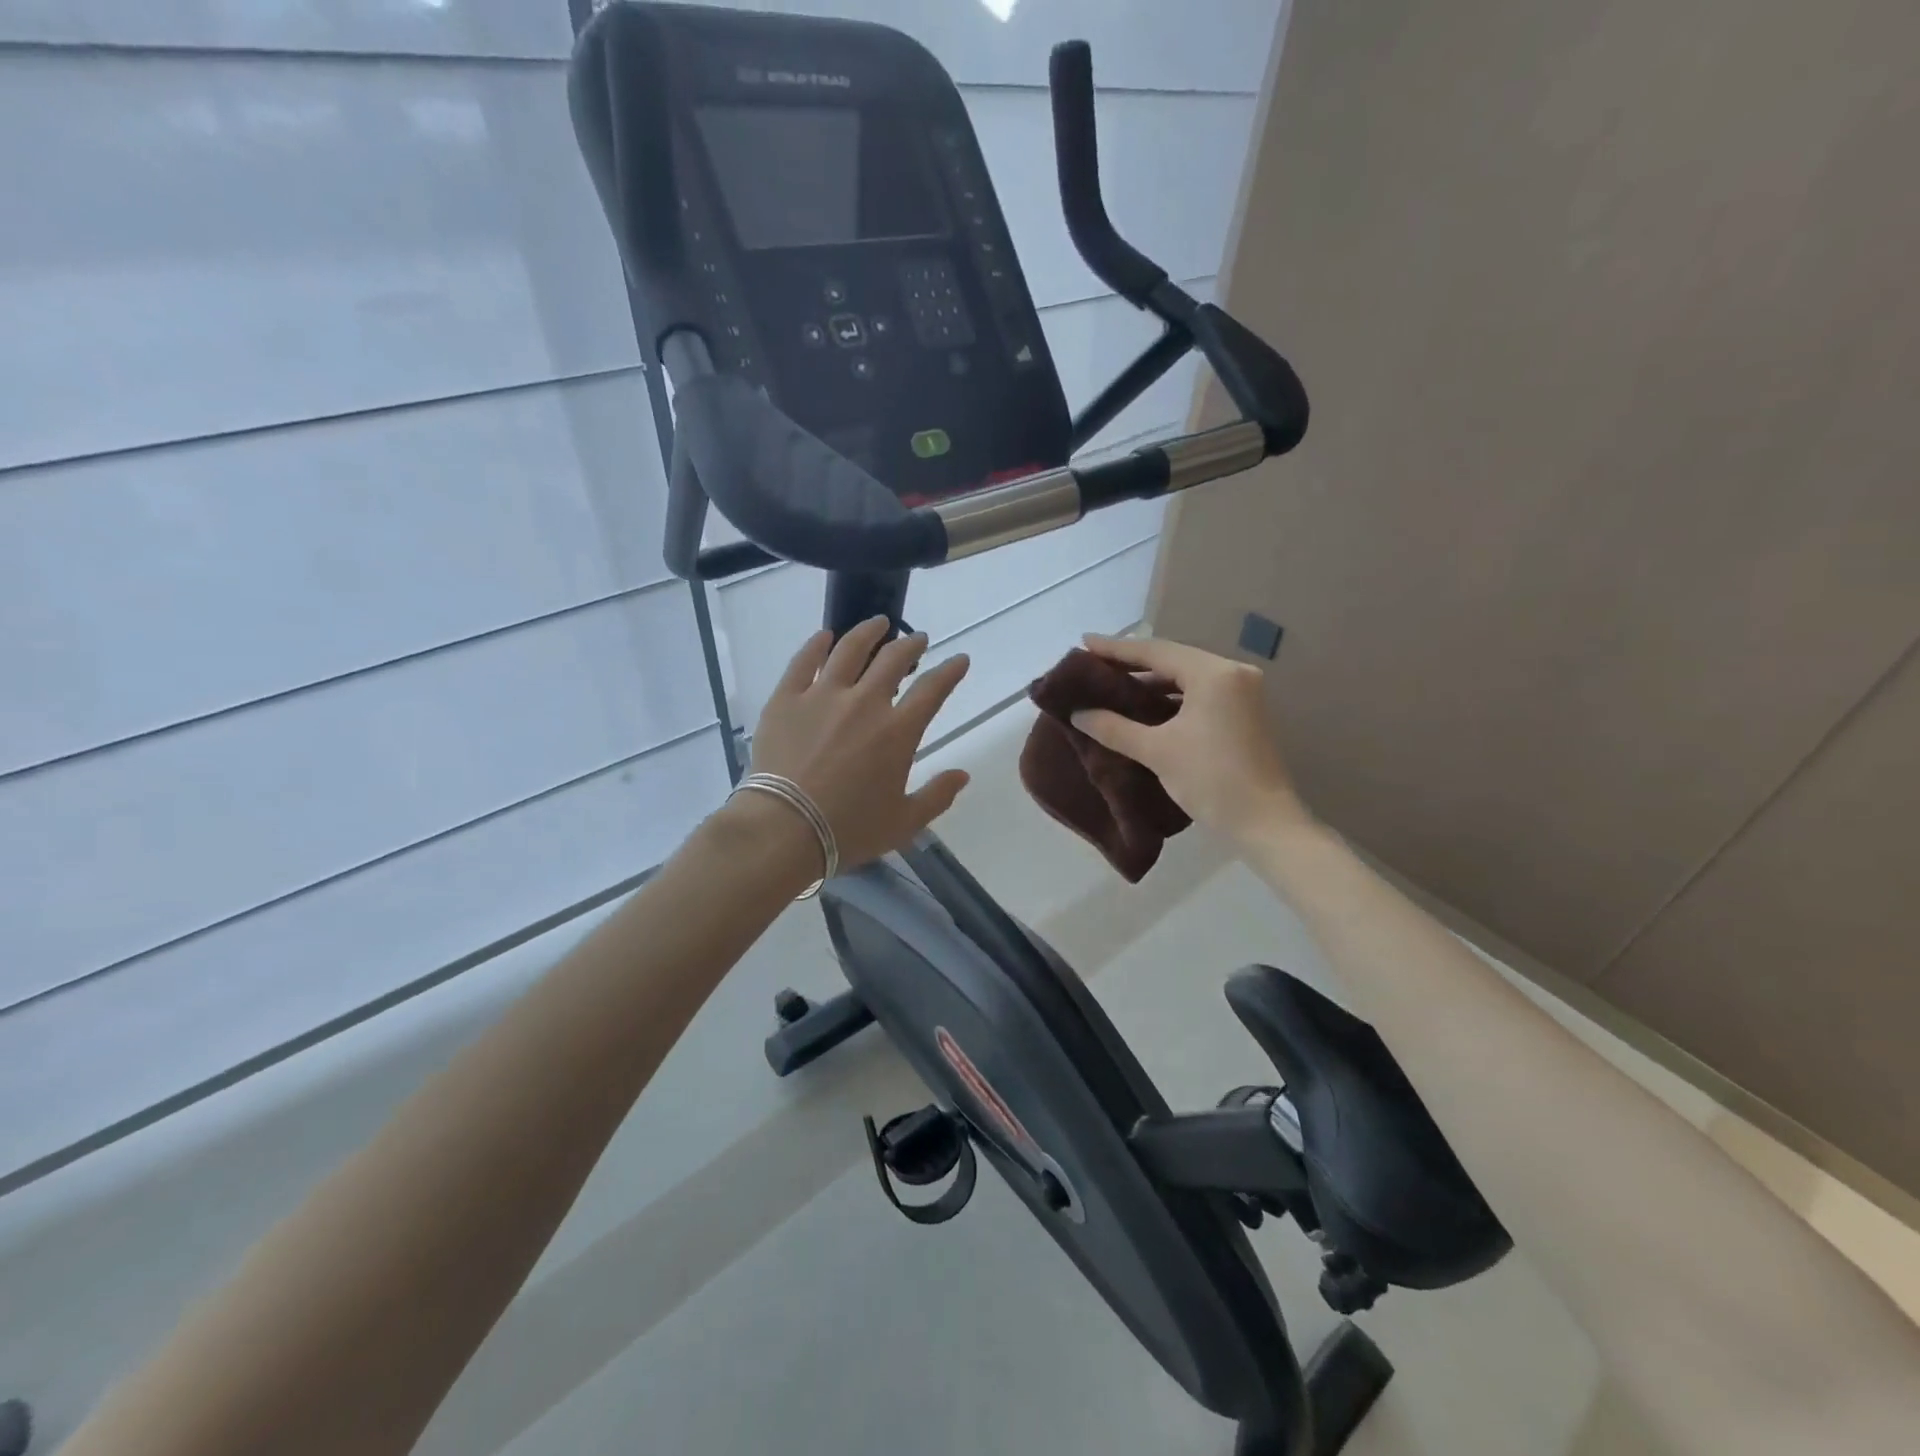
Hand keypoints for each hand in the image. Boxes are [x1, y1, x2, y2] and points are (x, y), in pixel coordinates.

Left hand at [744, 617, 971, 868]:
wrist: (783, 829)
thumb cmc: (848, 830)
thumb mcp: (904, 822)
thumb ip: (937, 796)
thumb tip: (963, 775)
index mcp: (898, 731)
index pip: (933, 689)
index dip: (951, 671)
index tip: (959, 660)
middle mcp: (864, 702)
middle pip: (893, 659)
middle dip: (911, 644)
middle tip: (917, 639)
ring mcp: (822, 695)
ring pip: (849, 649)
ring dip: (868, 632)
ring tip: (877, 623)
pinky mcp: (786, 698)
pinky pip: (803, 661)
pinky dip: (816, 644)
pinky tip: (825, 636)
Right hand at [1073, 635, 1310, 845]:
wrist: (1264, 823)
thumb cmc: (1210, 779)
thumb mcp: (1156, 751)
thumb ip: (1113, 727)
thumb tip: (1077, 713)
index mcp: (1213, 673)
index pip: (1156, 651)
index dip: (1116, 649)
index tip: (1084, 643)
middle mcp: (1232, 673)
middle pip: (1173, 659)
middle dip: (1132, 664)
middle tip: (1094, 666)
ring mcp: (1243, 692)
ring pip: (1186, 677)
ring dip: (1151, 682)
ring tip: (1113, 686)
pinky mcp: (1244, 712)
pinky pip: (1199, 693)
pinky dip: (1170, 697)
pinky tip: (1144, 706)